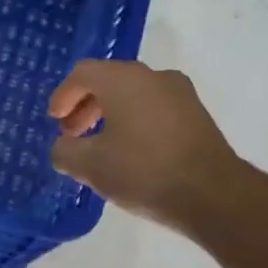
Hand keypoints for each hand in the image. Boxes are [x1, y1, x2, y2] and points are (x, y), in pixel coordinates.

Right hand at [48, 59, 244, 232]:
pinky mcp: (196, 114)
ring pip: (134, 94)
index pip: (83, 74)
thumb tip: (62, 147)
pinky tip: (130, 151)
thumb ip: (64, 152)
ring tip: (100, 146)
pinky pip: (154, 108)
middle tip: (73, 134)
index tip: (56, 121)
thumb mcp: (90, 166)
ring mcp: (180, 93)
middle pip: (109, 81)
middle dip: (85, 106)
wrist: (212, 193)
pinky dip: (134, 121)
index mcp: (123, 80)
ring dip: (110, 114)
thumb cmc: (143, 172)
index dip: (63, 95)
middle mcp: (153, 76)